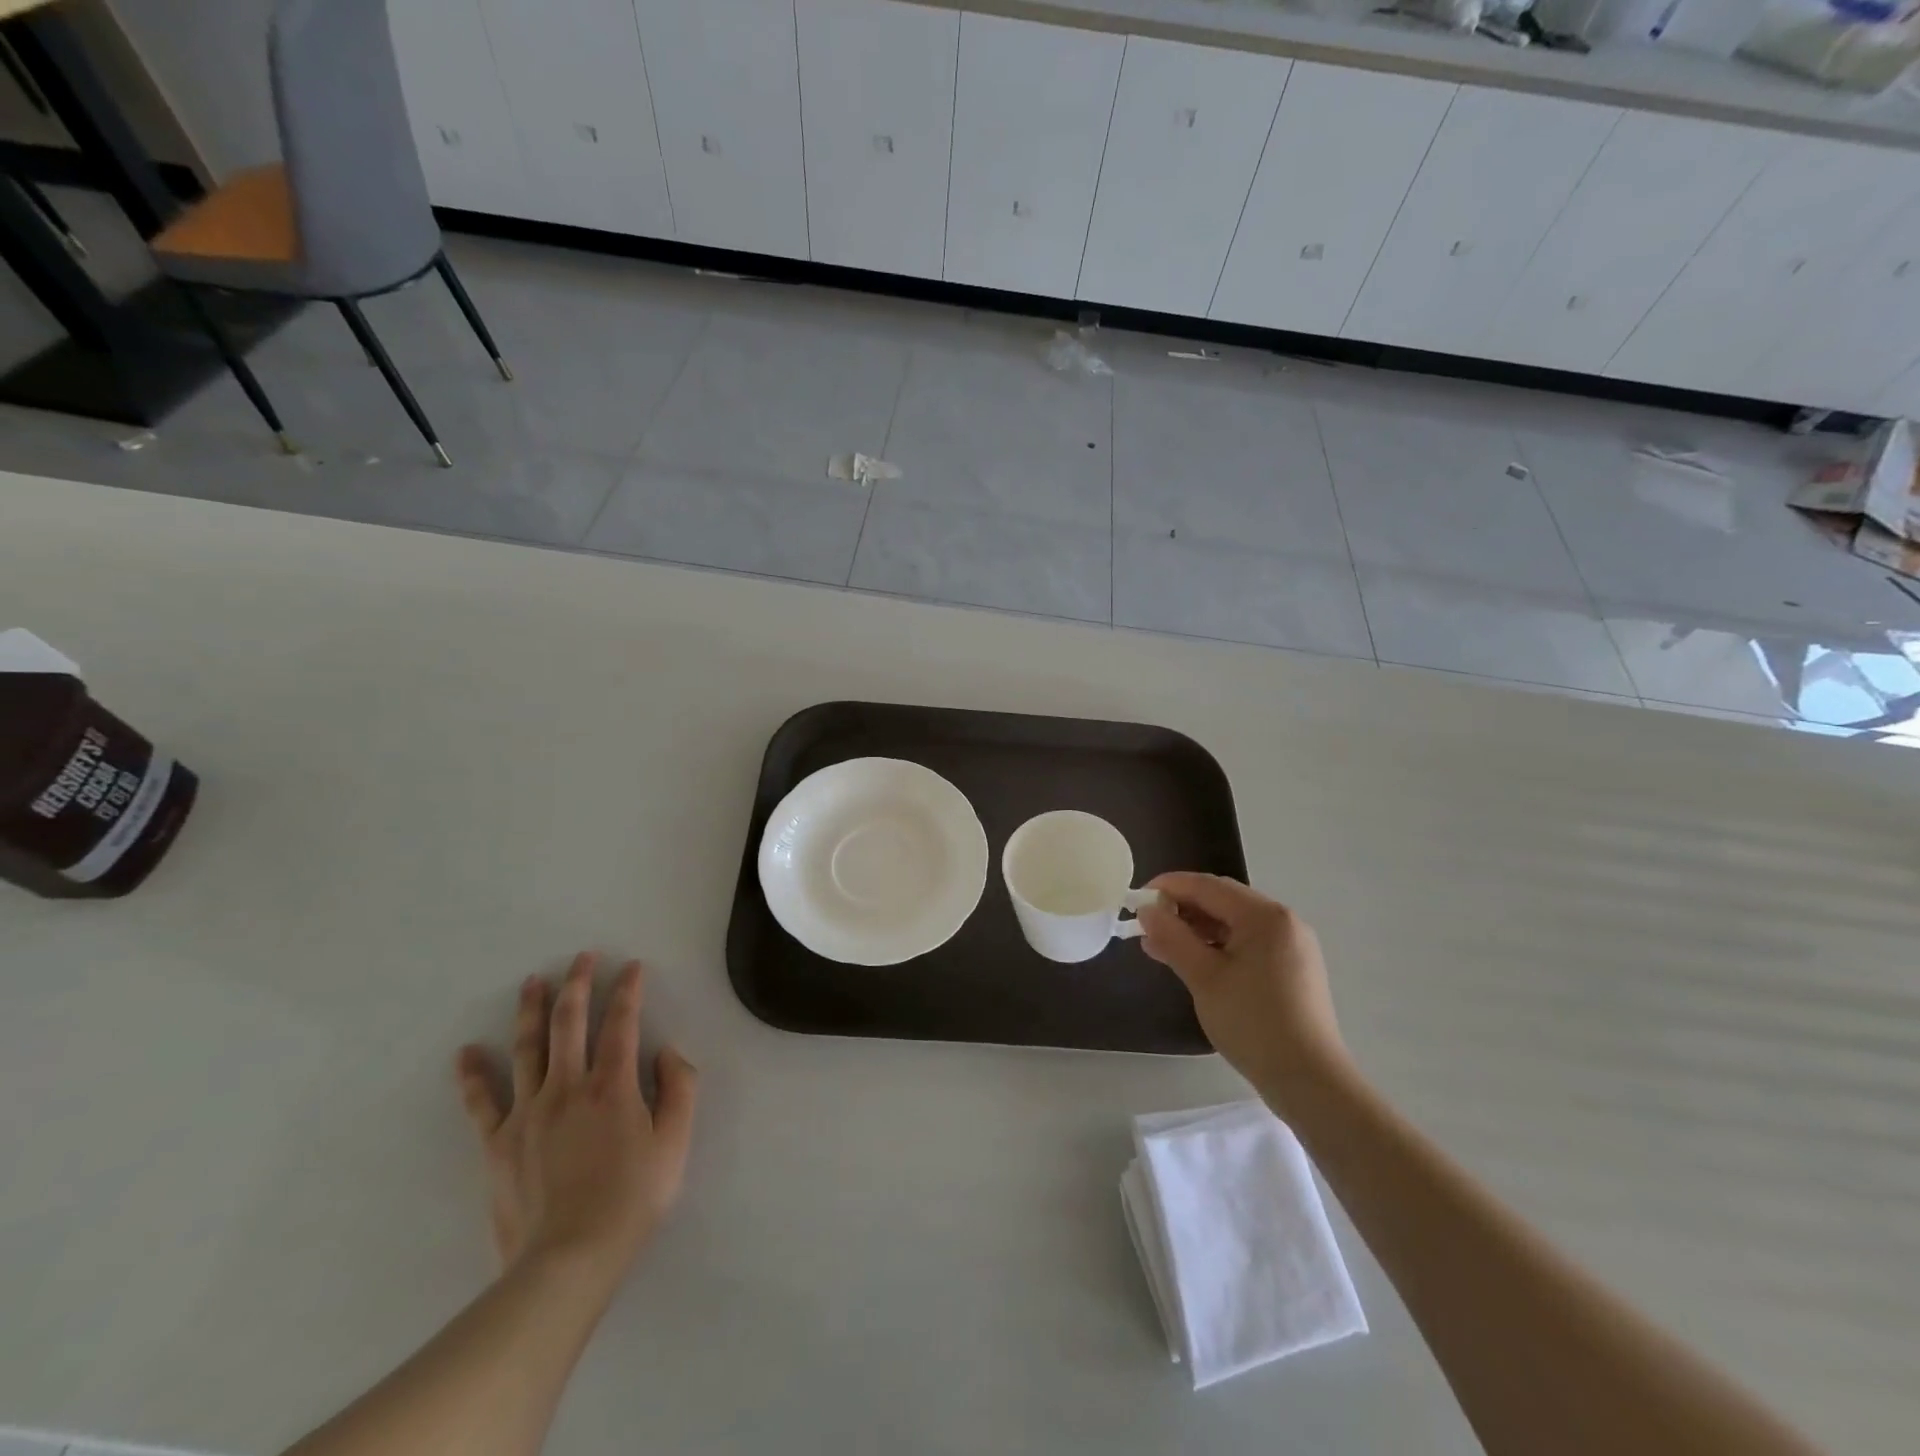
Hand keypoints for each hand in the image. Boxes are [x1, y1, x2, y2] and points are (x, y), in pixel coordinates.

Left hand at [454, 953, 697, 1283]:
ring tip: (533, 981)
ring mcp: (527, 1113)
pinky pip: (481, 1102)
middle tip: (582, 957)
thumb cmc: (631, 1199)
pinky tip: (466, 1052)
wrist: (568, 1261)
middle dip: (578, 983)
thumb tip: (669, 1051)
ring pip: (528, 1048)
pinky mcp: (498, 1143)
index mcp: (613, 1085)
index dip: (628, 989)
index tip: (631, 966)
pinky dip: (473, 1075)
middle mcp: (568, 1086)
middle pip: (571, 1023)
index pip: (622, 1022)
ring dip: (531, 1010)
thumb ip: (680, 1089)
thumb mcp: (676, 1143)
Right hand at [1137, 874, 1350, 1113]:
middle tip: (1147, 926)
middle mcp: (1283, 920)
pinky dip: (1218, 946)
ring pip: (1234, 922)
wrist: (1309, 1081)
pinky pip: (1248, 942)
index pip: (1207, 886)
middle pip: (1223, 900)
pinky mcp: (1293, 967)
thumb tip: (1147, 910)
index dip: (1168, 887)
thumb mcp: (1204, 978)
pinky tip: (1194, 962)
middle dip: (1182, 908)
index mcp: (1265, 916)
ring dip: (1197, 929)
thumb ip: (1172, 938)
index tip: (1136, 899)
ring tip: (1162, 946)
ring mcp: (1292, 944)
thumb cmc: (1253, 1023)